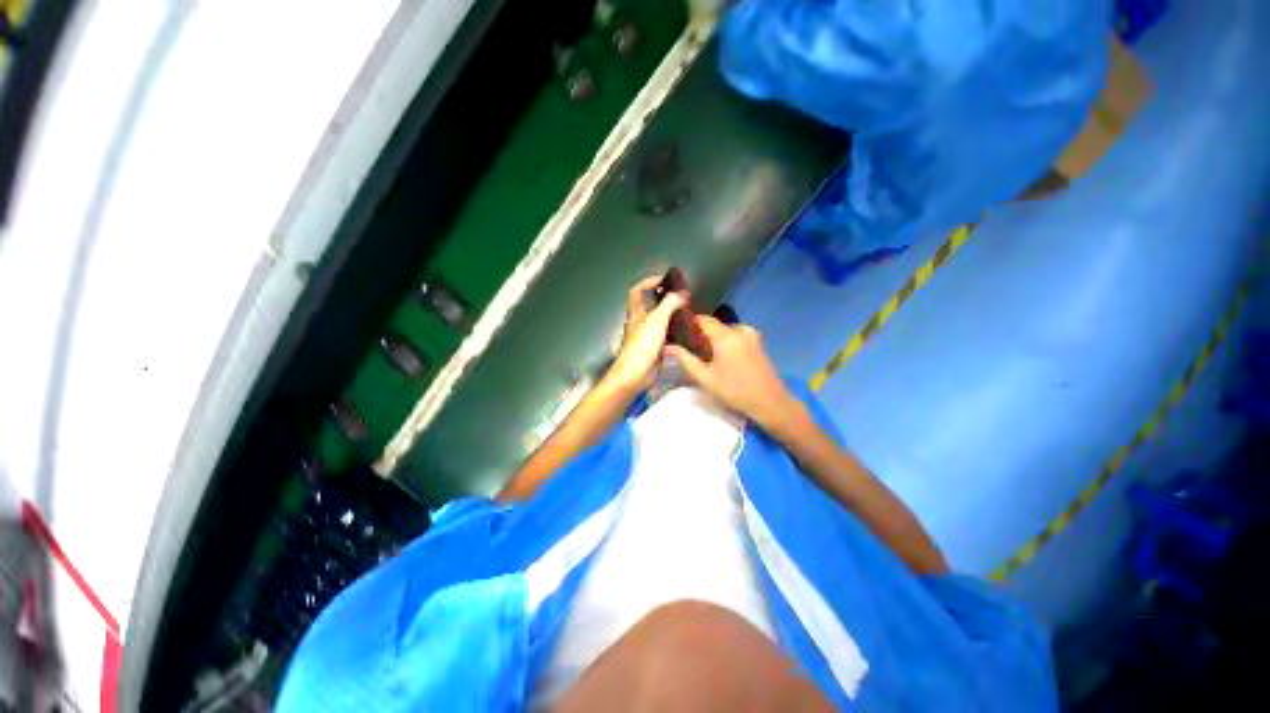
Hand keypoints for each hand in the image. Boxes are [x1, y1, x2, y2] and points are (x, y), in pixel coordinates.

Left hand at [610, 275, 687, 389]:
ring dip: (670, 315)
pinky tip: (686, 332)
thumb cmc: (643, 344)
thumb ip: (670, 304)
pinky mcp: (654, 349)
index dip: (648, 282)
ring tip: (686, 312)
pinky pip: (665, 336)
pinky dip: (674, 332)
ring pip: (659, 321)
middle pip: (649, 305)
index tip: (664, 280)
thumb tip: (682, 293)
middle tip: (680, 297)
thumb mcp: (657, 319)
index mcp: (636, 312)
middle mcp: (640, 322)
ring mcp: (646, 336)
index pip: (637, 291)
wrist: (636, 373)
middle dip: (664, 299)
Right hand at [665, 317, 799, 430]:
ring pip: (724, 330)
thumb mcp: (706, 378)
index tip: (677, 332)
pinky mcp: (757, 341)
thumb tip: (668, 347)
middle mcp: (739, 329)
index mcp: (726, 336)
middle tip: (688, 348)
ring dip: (713, 338)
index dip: (688, 323)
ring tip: (703, 355)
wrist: (770, 402)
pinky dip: (724, 342)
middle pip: (713, 325)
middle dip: (700, 334)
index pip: (702, 319)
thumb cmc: (735, 391)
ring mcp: (751, 334)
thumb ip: (685, 360)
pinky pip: (734, 335)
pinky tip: (720, 357)